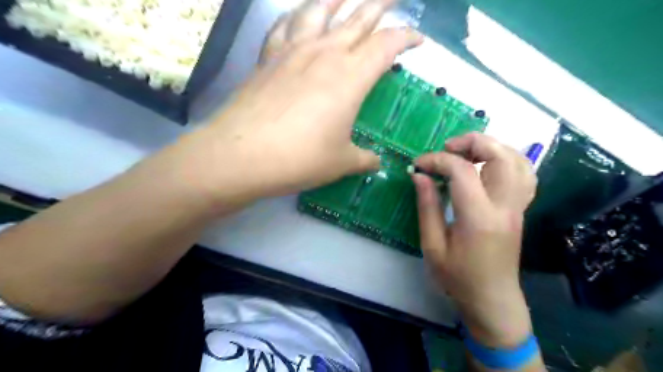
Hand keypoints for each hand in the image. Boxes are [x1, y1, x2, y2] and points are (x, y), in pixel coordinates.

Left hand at [185, 0, 424, 204]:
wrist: (242, 156)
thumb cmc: (299, 158)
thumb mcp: (341, 163)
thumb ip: (364, 159)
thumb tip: (376, 163)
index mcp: (350, 77)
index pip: (386, 45)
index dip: (406, 38)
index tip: (418, 40)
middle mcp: (324, 55)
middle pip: (358, 17)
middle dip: (381, 4)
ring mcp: (293, 52)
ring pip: (319, 11)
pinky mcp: (267, 58)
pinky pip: (285, 26)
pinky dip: (296, 17)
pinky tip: (299, 17)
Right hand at [412, 133, 537, 348]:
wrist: (492, 299)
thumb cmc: (457, 277)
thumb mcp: (432, 245)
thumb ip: (427, 206)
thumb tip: (420, 175)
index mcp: (479, 217)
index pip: (462, 171)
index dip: (437, 160)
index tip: (418, 164)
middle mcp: (504, 206)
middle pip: (501, 155)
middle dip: (472, 142)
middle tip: (447, 148)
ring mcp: (517, 207)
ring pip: (518, 160)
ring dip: (491, 147)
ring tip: (465, 152)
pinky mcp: (520, 209)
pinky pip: (524, 174)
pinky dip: (507, 159)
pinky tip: (487, 165)